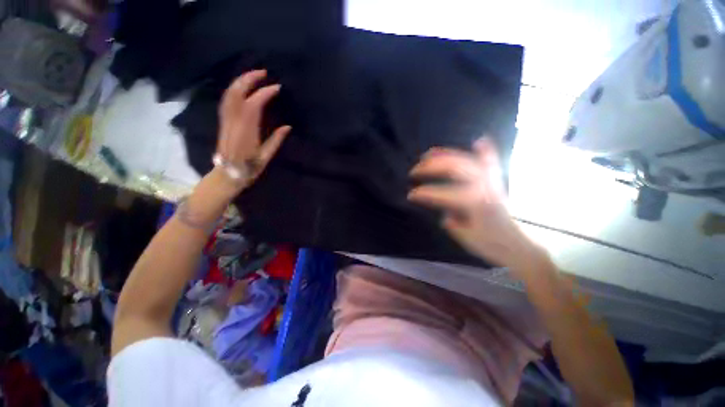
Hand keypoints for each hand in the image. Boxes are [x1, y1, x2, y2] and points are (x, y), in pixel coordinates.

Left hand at [215, 69, 290, 192]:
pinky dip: (234, 90)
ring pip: (229, 94)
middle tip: (263, 72)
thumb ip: (276, 140)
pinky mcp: (223, 122)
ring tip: (253, 76)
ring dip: (240, 81)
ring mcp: (226, 120)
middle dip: (249, 79)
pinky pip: (226, 100)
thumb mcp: (266, 157)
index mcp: (246, 131)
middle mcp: (234, 122)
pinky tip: (241, 88)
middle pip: (237, 93)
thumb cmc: (249, 168)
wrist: (227, 174)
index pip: (254, 104)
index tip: (276, 88)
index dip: (264, 93)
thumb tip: (287, 126)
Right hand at [408, 138, 539, 274]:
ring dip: (445, 155)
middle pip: (454, 167)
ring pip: (466, 160)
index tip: (410, 195)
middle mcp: (484, 186)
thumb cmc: (492, 245)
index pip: (443, 193)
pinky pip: (490, 162)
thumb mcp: (466, 238)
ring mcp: (491, 181)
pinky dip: (485, 151)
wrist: (519, 246)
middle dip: (431, 167)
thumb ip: (452, 221)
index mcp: (475, 202)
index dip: (424, 193)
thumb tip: (447, 212)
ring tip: (428, 154)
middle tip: (415, 171)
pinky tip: (479, 141)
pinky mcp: (496, 182)